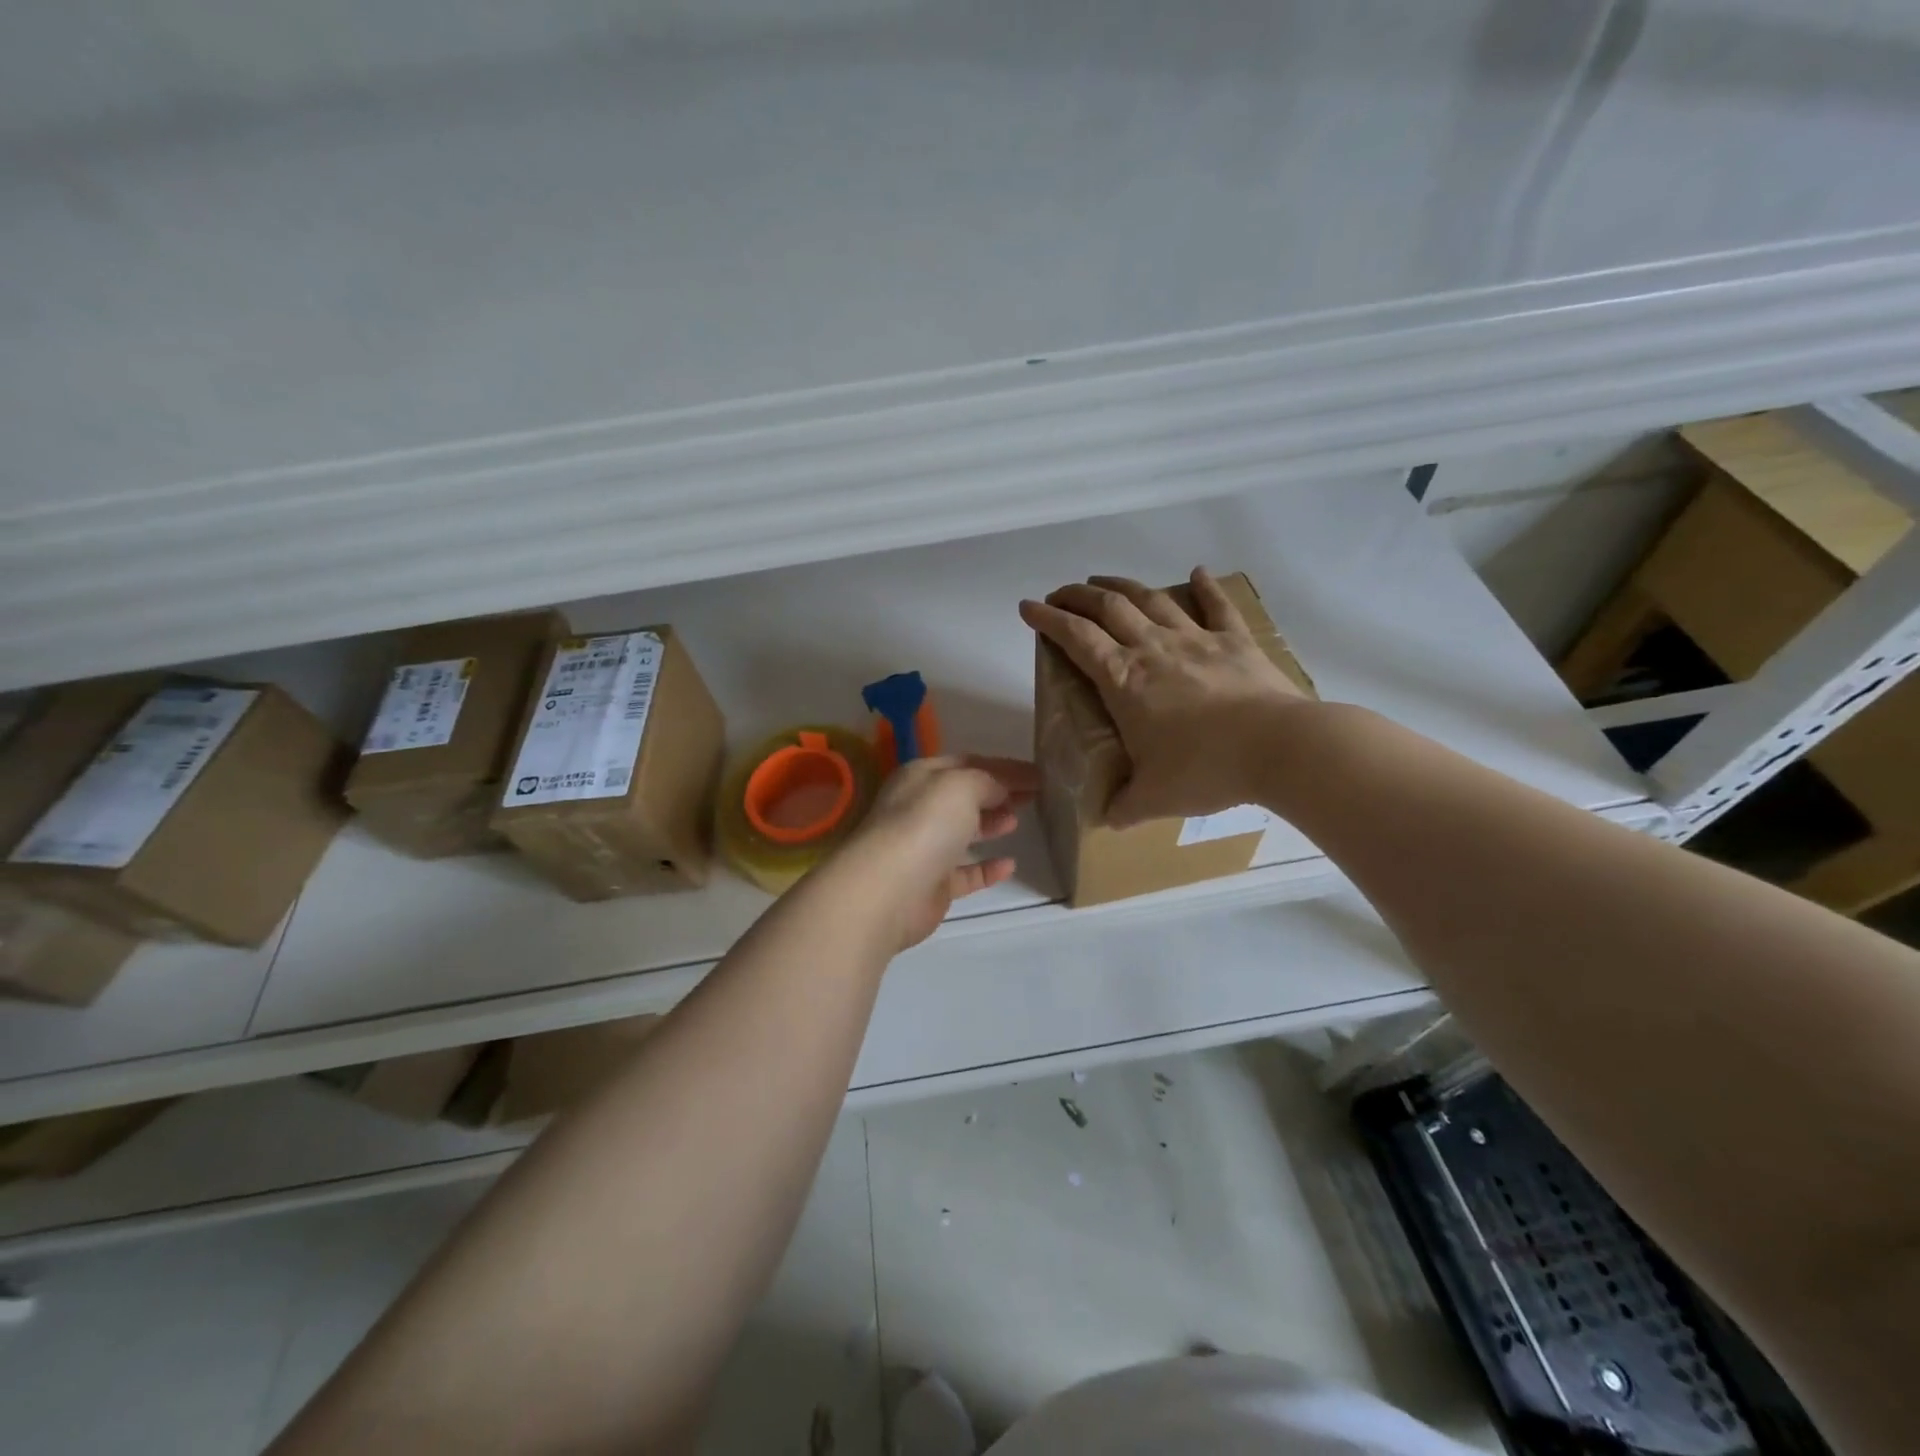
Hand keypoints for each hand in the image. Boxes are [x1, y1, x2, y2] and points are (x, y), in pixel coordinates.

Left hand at [832, 755, 1036, 949]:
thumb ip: (989, 781)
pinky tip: (1009, 865)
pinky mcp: (932, 885)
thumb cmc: (924, 824)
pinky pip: (964, 873)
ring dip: (990, 824)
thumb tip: (1003, 789)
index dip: (1003, 767)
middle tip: (1032, 796)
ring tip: (1017, 821)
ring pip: (962, 832)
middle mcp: (919, 809)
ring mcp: (924, 848)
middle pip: (964, 796)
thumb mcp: (962, 785)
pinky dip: (986, 868)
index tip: (1038, 774)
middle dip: (997, 792)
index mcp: (921, 776)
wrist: (888, 890)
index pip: (968, 763)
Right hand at [1019, 567, 1307, 825]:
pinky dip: (1205, 586)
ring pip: (1150, 599)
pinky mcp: (1235, 641)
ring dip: (1121, 586)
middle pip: (1108, 608)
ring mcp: (1196, 639)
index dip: (1048, 620)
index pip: (1076, 638)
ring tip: (1103, 582)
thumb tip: (1108, 818)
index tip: (1028, 608)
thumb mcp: (1153, 799)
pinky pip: (1217, 605)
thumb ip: (1124, 807)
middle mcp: (1153, 649)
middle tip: (1060, 595)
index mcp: (1124, 681)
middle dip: (1077, 596)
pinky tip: (1197, 572)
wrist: (1278, 748)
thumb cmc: (1206, 769)